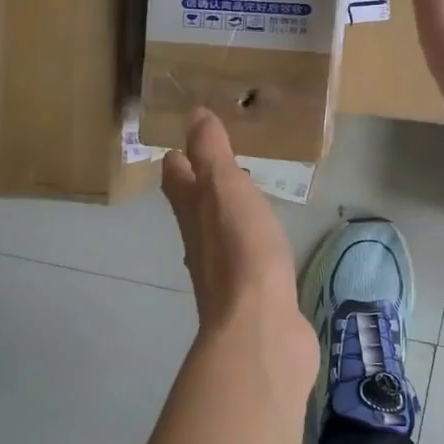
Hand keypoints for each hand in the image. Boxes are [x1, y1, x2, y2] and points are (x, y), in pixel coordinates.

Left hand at [163, 110, 313, 365]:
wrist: (260, 329)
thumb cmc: (242, 251)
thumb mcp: (225, 188)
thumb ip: (211, 152)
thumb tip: (193, 114)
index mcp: (191, 212)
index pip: (176, 176)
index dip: (178, 157)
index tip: (184, 139)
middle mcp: (200, 242)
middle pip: (193, 207)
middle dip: (200, 184)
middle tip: (218, 163)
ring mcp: (224, 272)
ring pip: (219, 233)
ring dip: (226, 214)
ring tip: (244, 197)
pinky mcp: (250, 295)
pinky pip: (247, 259)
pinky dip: (251, 243)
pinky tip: (267, 244)